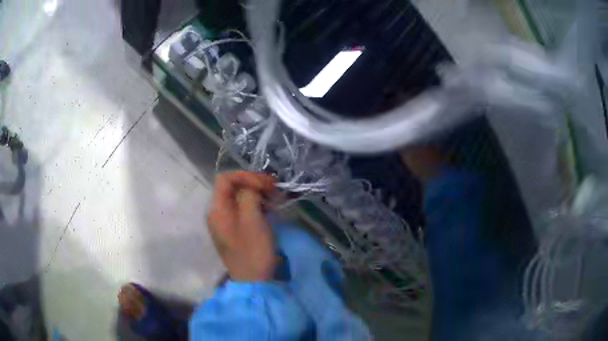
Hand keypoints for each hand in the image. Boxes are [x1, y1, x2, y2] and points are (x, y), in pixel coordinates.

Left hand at [207, 171, 277, 281]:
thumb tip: (251, 187)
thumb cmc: (253, 251)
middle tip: (274, 188)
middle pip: (232, 187)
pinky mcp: (234, 229)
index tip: (266, 184)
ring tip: (275, 197)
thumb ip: (248, 195)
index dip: (246, 176)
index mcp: (217, 209)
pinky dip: (256, 204)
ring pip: (239, 197)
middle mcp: (217, 212)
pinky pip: (242, 209)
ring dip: (257, 193)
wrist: (253, 280)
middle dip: (253, 183)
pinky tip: (269, 208)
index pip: (225, 178)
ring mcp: (225, 222)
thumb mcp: (252, 219)